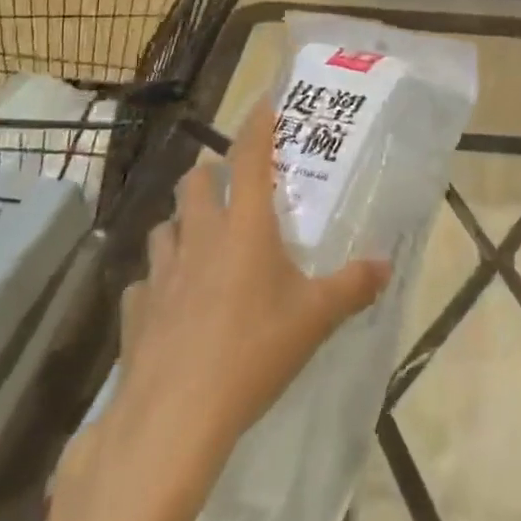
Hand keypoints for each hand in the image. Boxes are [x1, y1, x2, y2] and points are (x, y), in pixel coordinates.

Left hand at [105, 100, 391, 453]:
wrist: (175, 419)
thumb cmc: (253, 352)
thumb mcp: (315, 319)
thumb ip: (352, 287)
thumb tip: (385, 265)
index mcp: (244, 227)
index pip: (250, 157)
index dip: (257, 125)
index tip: (263, 100)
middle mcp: (199, 237)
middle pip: (194, 183)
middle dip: (209, 174)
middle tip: (230, 187)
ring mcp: (160, 274)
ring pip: (163, 227)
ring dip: (181, 224)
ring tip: (199, 241)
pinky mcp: (135, 312)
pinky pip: (144, 283)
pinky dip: (157, 282)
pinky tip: (170, 303)